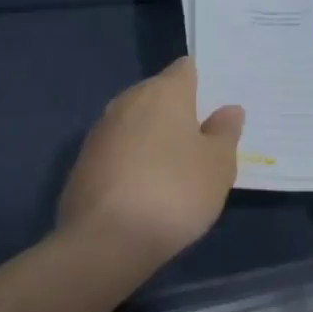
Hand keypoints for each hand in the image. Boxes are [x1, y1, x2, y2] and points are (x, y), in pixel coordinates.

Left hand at [58, 58, 244, 271]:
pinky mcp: (83, 163)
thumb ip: (225, 133)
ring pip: (137, 123)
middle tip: (204, 140)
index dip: (204, 83)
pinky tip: (147, 190)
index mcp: (164, 91)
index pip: (186, 69)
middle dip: (180, 112)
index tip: (218, 106)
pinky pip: (119, 150)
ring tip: (177, 168)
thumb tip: (228, 110)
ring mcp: (101, 131)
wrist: (103, 242)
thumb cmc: (173, 192)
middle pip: (160, 95)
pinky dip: (134, 162)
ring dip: (155, 138)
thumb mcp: (217, 166)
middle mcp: (128, 100)